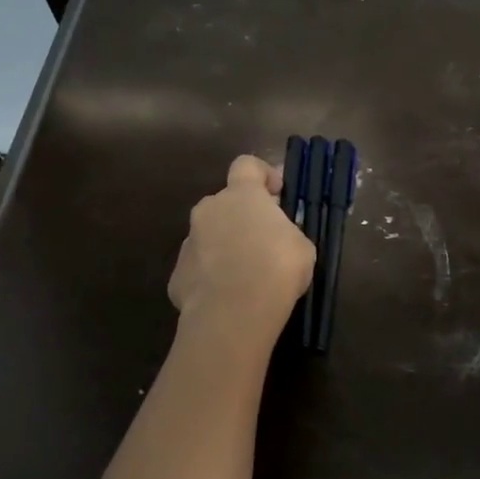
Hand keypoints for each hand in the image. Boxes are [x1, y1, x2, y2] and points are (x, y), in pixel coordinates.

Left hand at [168, 155, 314, 344]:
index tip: (277, 192)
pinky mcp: (177, 275)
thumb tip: (278, 237)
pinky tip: (228, 296)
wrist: (234, 313)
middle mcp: (209, 210)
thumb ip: (286, 232)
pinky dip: (211, 276)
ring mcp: (188, 242)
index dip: (262, 174)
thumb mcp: (302, 246)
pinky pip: (198, 268)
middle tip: (264, 241)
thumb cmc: (277, 269)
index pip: (246, 165)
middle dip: (242, 217)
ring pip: (209, 236)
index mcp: (241, 195)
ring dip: (225, 247)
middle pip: (225, 203)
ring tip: (246, 276)